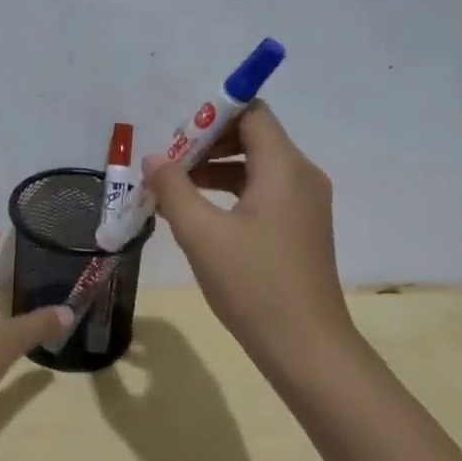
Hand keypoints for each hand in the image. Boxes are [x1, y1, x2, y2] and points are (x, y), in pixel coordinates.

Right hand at [141, 102, 359, 390]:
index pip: (251, 113)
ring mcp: (305, 203)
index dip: (211, 116)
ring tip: (173, 193)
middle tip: (169, 167)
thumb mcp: (201, 234)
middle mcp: (302, 176)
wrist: (306, 347)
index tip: (176, 139)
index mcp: (284, 167)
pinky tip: (198, 217)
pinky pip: (263, 192)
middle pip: (253, 136)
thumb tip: (155, 158)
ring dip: (214, 170)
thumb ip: (174, 188)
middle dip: (207, 144)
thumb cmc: (253, 284)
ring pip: (256, 166)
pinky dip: (230, 193)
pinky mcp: (301, 227)